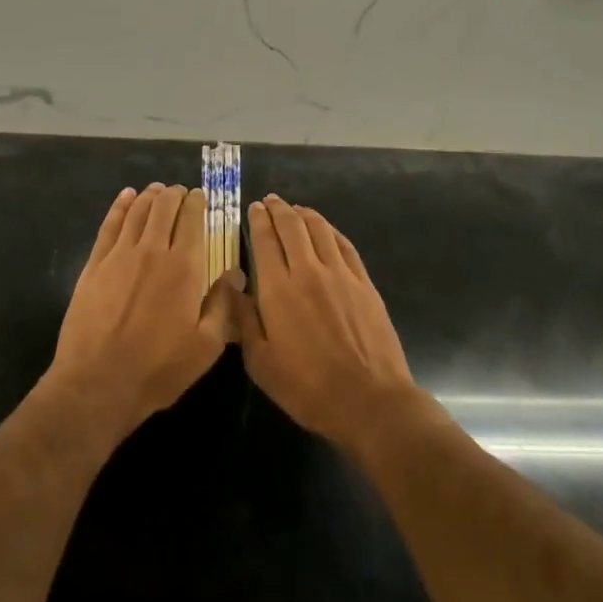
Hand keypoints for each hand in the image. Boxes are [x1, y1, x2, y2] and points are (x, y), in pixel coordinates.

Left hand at [45, 183, 239, 445]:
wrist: (98, 382)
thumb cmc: (158, 369)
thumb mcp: (205, 347)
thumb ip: (223, 305)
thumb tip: (236, 273)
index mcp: (184, 268)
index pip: (193, 221)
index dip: (198, 203)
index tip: (201, 197)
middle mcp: (152, 251)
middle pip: (164, 208)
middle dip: (175, 194)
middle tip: (181, 192)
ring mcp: (119, 255)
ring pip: (137, 211)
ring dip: (150, 196)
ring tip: (157, 189)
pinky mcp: (94, 265)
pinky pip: (110, 225)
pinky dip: (120, 206)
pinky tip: (126, 197)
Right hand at [242, 196, 419, 452]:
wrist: (369, 400)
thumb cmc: (307, 387)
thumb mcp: (260, 363)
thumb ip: (244, 320)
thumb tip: (233, 287)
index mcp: (278, 289)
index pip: (265, 240)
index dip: (258, 220)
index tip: (254, 208)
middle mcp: (308, 271)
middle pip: (292, 227)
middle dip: (279, 209)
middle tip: (271, 201)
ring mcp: (340, 275)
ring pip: (320, 230)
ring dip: (304, 214)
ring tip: (295, 209)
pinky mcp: (364, 283)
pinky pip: (344, 245)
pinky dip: (330, 231)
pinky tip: (325, 230)